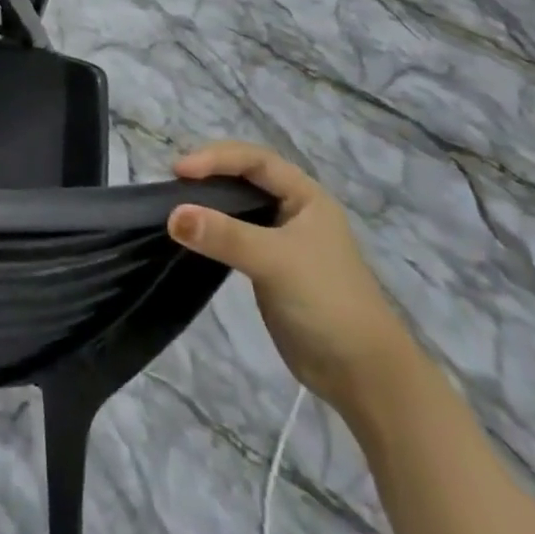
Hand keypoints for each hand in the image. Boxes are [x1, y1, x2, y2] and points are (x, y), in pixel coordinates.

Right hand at [169, 142, 416, 414]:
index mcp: (306, 195)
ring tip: (175, 204)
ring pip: (238, 206)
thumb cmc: (327, 301)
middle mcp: (294, 210)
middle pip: (244, 177)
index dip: (216, 158)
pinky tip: (192, 235)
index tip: (179, 170)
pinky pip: (234, 235)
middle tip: (173, 183)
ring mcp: (281, 239)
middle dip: (209, 174)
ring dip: (208, 202)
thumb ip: (224, 236)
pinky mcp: (270, 267)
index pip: (254, 160)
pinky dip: (212, 230)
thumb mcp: (275, 261)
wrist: (363, 375)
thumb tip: (172, 215)